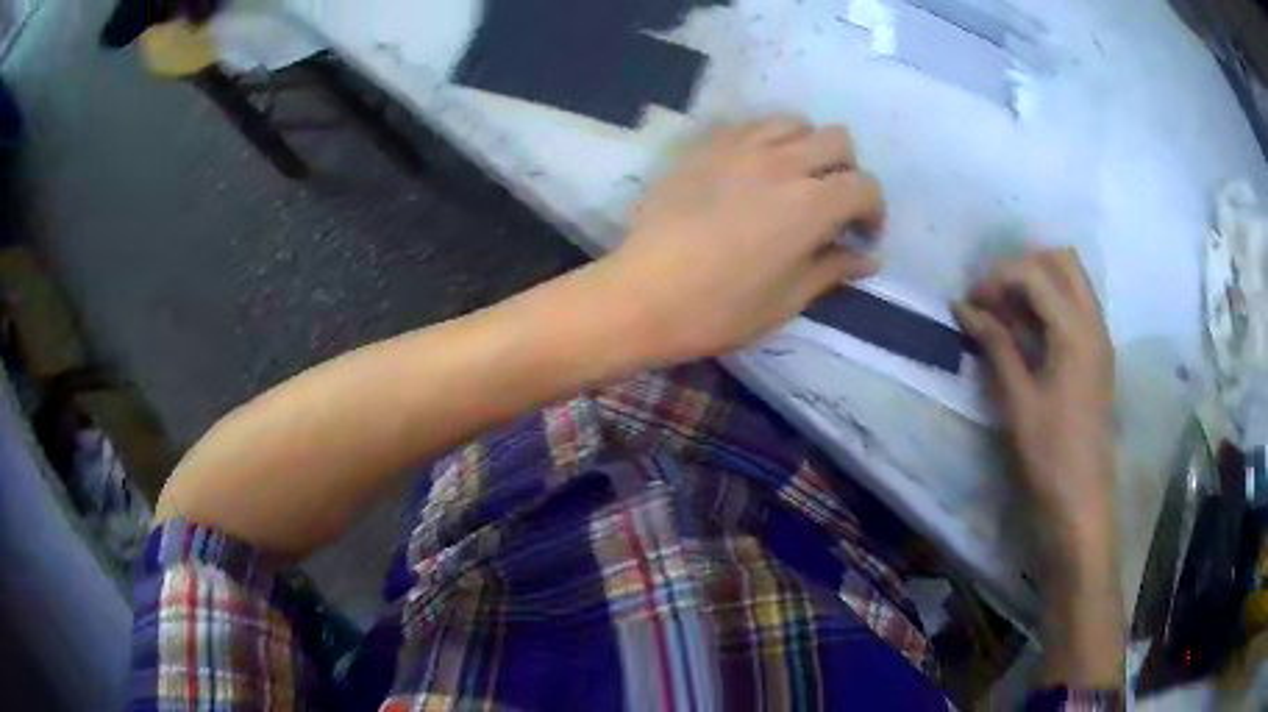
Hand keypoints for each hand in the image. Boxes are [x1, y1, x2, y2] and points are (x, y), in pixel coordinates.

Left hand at [601, 117, 884, 363]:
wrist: (641, 295)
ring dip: (806, 146)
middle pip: (837, 139)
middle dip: (846, 169)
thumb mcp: (788, 299)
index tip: (861, 236)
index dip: (873, 210)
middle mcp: (782, 162)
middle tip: (832, 203)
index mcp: (811, 204)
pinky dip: (765, 140)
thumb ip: (833, 269)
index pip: (864, 186)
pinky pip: (748, 125)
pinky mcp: (703, 146)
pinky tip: (752, 171)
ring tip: (794, 179)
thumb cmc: (720, 309)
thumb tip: (867, 258)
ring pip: (793, 121)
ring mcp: (739, 147)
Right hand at [955, 249, 1122, 684]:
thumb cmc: (1049, 457)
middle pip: (1062, 261)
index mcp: (1076, 332)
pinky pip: (1077, 306)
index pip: (1034, 274)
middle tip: (994, 297)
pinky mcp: (1098, 357)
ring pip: (1073, 280)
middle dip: (1023, 267)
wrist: (1082, 506)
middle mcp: (1094, 324)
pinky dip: (1051, 304)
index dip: (998, 278)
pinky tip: (1029, 332)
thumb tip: (964, 307)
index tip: (970, 302)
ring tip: (1008, 313)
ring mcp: (1100, 339)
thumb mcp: (1018, 401)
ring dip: (1038, 283)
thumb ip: (996, 345)